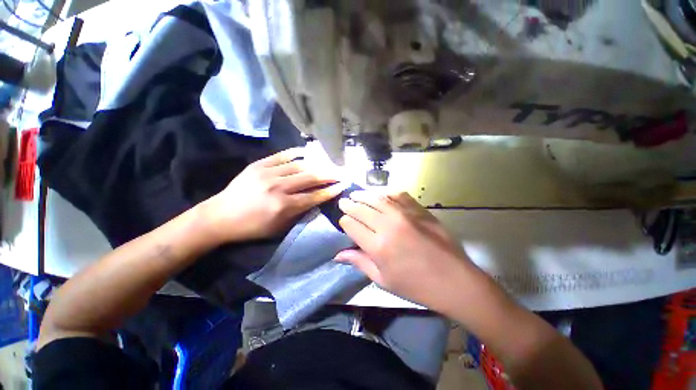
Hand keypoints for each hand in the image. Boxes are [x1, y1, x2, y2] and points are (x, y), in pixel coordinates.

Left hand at [200, 148, 344, 242]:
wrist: (220, 216)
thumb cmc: (252, 227)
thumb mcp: (279, 228)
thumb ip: (299, 214)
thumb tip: (315, 201)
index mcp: (284, 206)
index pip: (314, 196)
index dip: (330, 190)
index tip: (342, 185)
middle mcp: (279, 187)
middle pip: (310, 178)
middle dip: (328, 175)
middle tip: (339, 173)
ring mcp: (268, 173)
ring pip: (299, 165)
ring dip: (316, 165)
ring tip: (326, 164)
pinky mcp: (259, 165)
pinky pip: (282, 156)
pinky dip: (296, 153)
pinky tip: (306, 152)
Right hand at [337, 191, 481, 311]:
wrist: (454, 281)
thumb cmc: (416, 286)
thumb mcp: (383, 279)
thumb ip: (359, 262)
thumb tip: (338, 254)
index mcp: (377, 246)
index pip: (351, 225)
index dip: (344, 221)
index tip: (343, 221)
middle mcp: (388, 226)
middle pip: (362, 208)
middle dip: (350, 204)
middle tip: (344, 202)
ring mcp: (405, 215)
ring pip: (377, 198)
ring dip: (364, 195)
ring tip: (356, 194)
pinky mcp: (419, 210)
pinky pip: (399, 195)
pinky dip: (387, 193)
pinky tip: (382, 194)